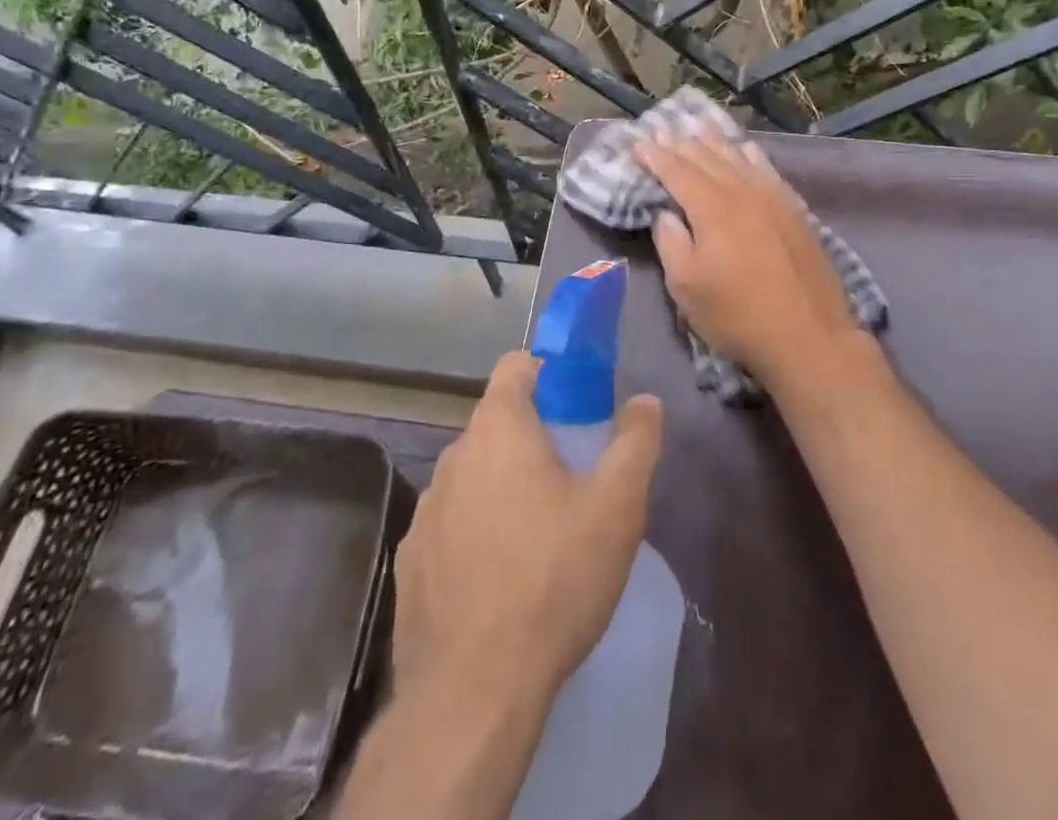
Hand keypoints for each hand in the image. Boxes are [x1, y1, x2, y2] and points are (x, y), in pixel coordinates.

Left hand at [391, 351, 663, 709]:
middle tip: (571, 477)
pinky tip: (499, 579)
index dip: (548, 372)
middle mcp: (454, 456)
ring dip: (502, 485)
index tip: (576, 402)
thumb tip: (645, 401)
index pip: (516, 366)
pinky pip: (451, 523)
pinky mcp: (411, 560)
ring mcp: (426, 509)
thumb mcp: (616, 507)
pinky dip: (474, 531)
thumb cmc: (553, 580)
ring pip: (473, 474)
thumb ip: (636, 443)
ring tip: (538, 534)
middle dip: (533, 436)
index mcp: (499, 429)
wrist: (473, 692)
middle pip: (496, 422)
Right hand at [635, 127, 864, 387]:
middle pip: (707, 158)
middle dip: (681, 144)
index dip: (655, 156)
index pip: (677, 172)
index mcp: (712, 208)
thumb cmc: (737, 315)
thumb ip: (671, 242)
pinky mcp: (795, 210)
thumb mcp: (687, 287)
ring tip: (697, 128)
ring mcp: (773, 198)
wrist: (809, 335)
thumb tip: (665, 213)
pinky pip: (767, 170)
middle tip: (661, 130)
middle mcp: (742, 192)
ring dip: (714, 142)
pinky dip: (751, 155)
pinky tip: (746, 149)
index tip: (638, 143)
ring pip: (738, 159)